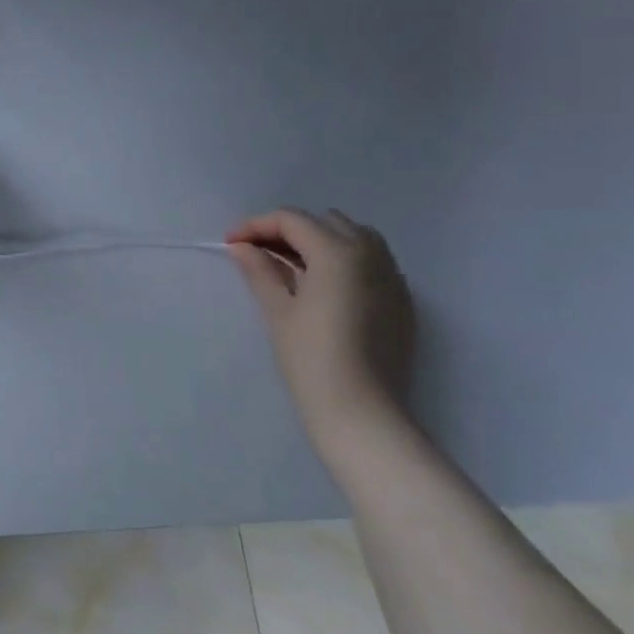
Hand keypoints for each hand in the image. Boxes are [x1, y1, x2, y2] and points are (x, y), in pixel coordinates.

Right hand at [226, 208, 416, 460]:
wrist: (362, 412)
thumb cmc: (310, 358)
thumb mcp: (277, 310)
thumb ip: (260, 270)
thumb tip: (242, 247)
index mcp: (338, 254)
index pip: (292, 220)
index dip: (256, 225)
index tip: (231, 244)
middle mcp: (372, 257)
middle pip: (325, 222)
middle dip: (288, 230)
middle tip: (257, 252)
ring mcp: (393, 280)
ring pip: (355, 238)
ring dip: (319, 241)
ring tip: (290, 265)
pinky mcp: (402, 303)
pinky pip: (373, 263)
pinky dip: (344, 260)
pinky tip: (322, 286)